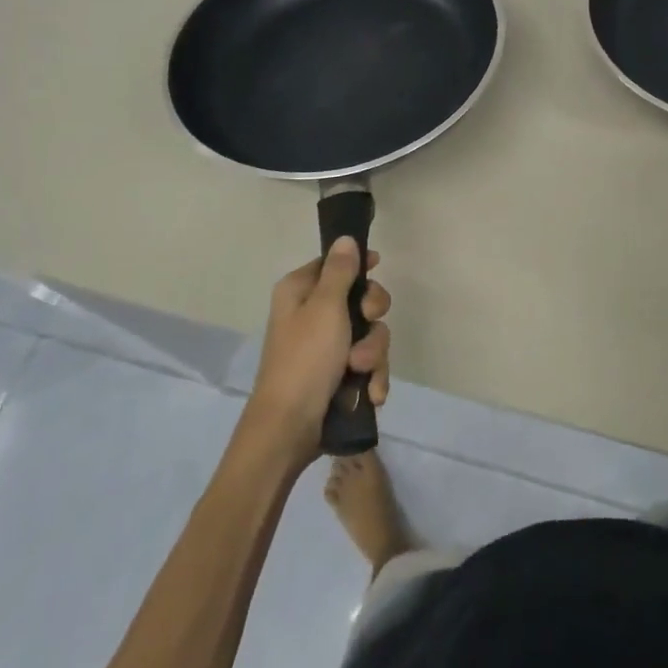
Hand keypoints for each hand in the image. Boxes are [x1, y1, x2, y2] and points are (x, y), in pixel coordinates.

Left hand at [243, 237, 392, 464]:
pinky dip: (372, 377)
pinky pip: (367, 365)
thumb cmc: (305, 359)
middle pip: (359, 299)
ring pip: (369, 334)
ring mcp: (325, 348)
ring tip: (361, 372)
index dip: (358, 265)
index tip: (378, 267)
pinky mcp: (337, 376)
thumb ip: (340, 271)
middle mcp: (311, 315)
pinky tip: (370, 393)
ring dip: (372, 353)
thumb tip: (345, 238)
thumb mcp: (325, 307)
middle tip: (366, 325)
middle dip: (371, 319)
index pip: (334, 264)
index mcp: (300, 292)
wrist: (289, 429)